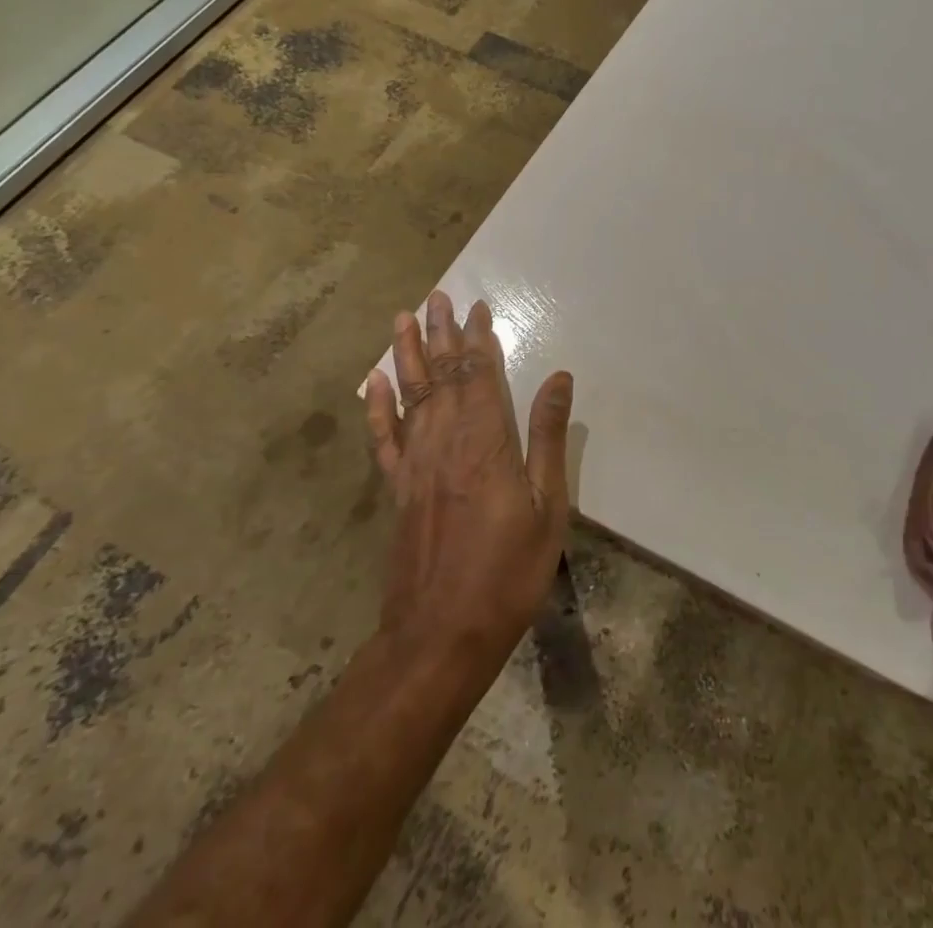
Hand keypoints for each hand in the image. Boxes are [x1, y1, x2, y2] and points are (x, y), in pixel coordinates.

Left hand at [363, 290, 575, 668]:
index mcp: (486, 442)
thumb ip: (548, 437)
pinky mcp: (397, 490)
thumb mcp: (548, 506)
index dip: (477, 340)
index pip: (479, 376)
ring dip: (407, 355)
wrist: (441, 634)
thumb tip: (558, 377)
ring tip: (402, 319)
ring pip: (410, 396)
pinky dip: (378, 407)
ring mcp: (415, 465)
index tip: (476, 308)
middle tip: (436, 297)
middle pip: (441, 376)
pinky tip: (374, 383)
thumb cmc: (508, 571)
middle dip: (440, 333)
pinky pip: (384, 438)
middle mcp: (445, 442)